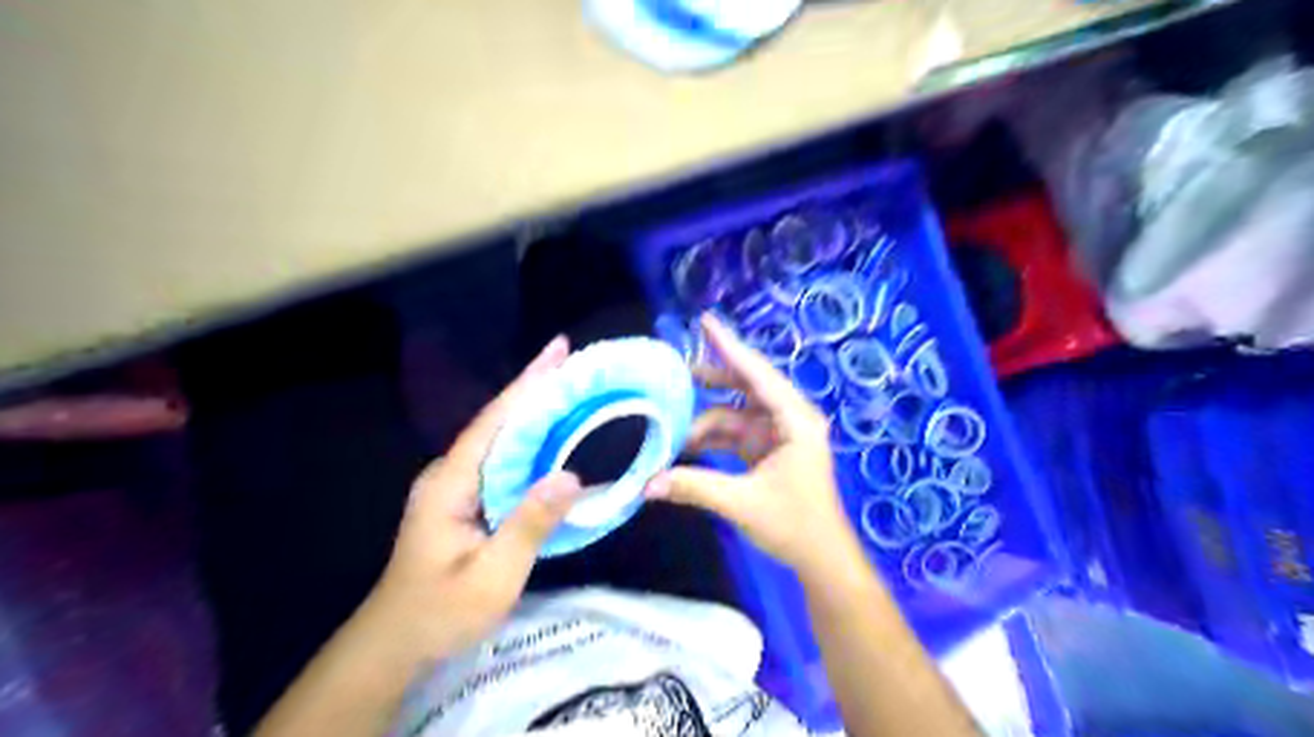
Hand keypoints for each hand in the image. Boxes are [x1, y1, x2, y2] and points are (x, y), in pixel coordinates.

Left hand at [359, 337, 581, 660]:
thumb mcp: (492, 576)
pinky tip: (553, 437)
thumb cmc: (441, 613)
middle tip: (574, 362)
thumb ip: (529, 524)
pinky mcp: (464, 499)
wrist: (395, 644)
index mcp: (450, 483)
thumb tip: (571, 476)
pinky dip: (529, 441)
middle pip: (498, 421)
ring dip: (534, 411)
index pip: (495, 422)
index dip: (528, 384)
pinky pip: (501, 459)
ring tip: (571, 388)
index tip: (557, 350)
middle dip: (535, 388)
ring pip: (500, 438)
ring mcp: (454, 486)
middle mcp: (448, 473)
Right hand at [644, 316, 852, 580]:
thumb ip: (694, 487)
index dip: (729, 347)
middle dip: (711, 380)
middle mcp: (788, 419)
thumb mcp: (742, 503)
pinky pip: (735, 433)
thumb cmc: (794, 525)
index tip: (705, 321)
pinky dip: (712, 437)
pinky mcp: (768, 451)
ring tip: (671, 425)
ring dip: (705, 420)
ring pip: (735, 413)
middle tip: (677, 373)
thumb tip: (646, 485)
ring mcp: (778, 435)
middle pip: (746, 387)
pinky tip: (685, 444)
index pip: (757, 374)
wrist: (821, 559)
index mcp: (794, 420)